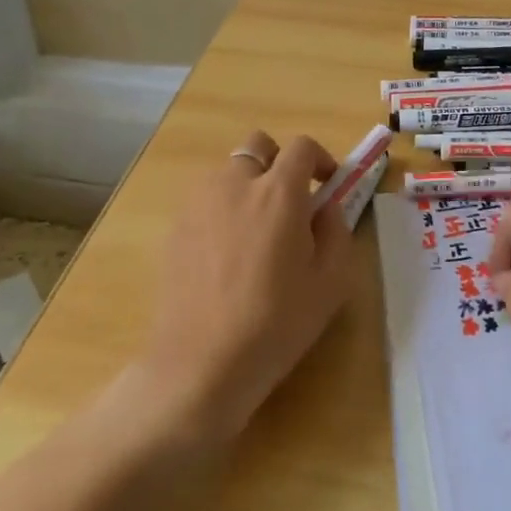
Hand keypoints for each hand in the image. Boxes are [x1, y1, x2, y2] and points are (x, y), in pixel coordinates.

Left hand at [137, 131, 359, 443]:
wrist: (202, 364)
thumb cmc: (276, 324)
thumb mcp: (331, 282)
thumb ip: (336, 231)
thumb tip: (324, 208)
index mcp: (278, 193)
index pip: (302, 147)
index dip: (321, 159)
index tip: (327, 185)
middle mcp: (235, 184)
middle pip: (258, 146)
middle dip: (278, 162)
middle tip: (290, 201)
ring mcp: (198, 204)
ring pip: (228, 173)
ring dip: (248, 185)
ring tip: (257, 231)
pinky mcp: (175, 228)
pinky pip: (205, 201)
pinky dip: (222, 210)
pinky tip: (227, 254)